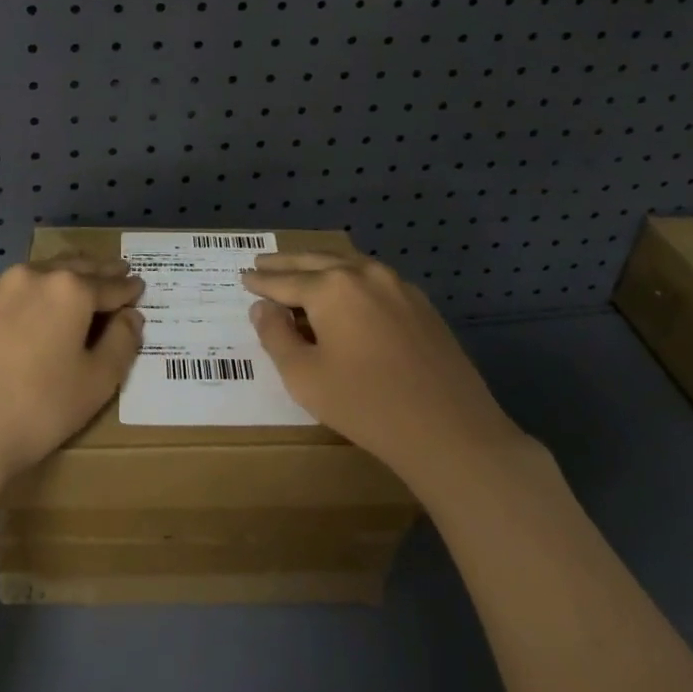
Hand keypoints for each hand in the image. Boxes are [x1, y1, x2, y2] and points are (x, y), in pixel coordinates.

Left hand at [0, 256, 143, 486]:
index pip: (109, 285)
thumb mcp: (98, 382)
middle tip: (113, 271)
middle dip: (96, 271)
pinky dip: (21, 301)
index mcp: (69, 289)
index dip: (127, 288)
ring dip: (56, 280)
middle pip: (72, 268)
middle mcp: (31, 277)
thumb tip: (130, 316)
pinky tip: (20, 318)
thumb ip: (122, 342)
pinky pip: (2, 298)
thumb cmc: (40, 409)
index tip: (138, 286)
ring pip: (34, 277)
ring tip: (69, 288)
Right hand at [242, 252, 528, 485]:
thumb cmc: (366, 405)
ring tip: (300, 270)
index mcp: (332, 287)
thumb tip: (263, 308)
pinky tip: (346, 292)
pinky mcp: (422, 305)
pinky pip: (374, 281)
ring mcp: (398, 286)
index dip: (261, 282)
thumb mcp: (304, 376)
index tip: (243, 277)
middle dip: (287, 263)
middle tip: (262, 261)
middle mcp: (365, 274)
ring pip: (349, 266)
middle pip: (316, 261)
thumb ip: (276, 336)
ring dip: (320, 266)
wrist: (450, 430)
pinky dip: (350, 280)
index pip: (285, 280)